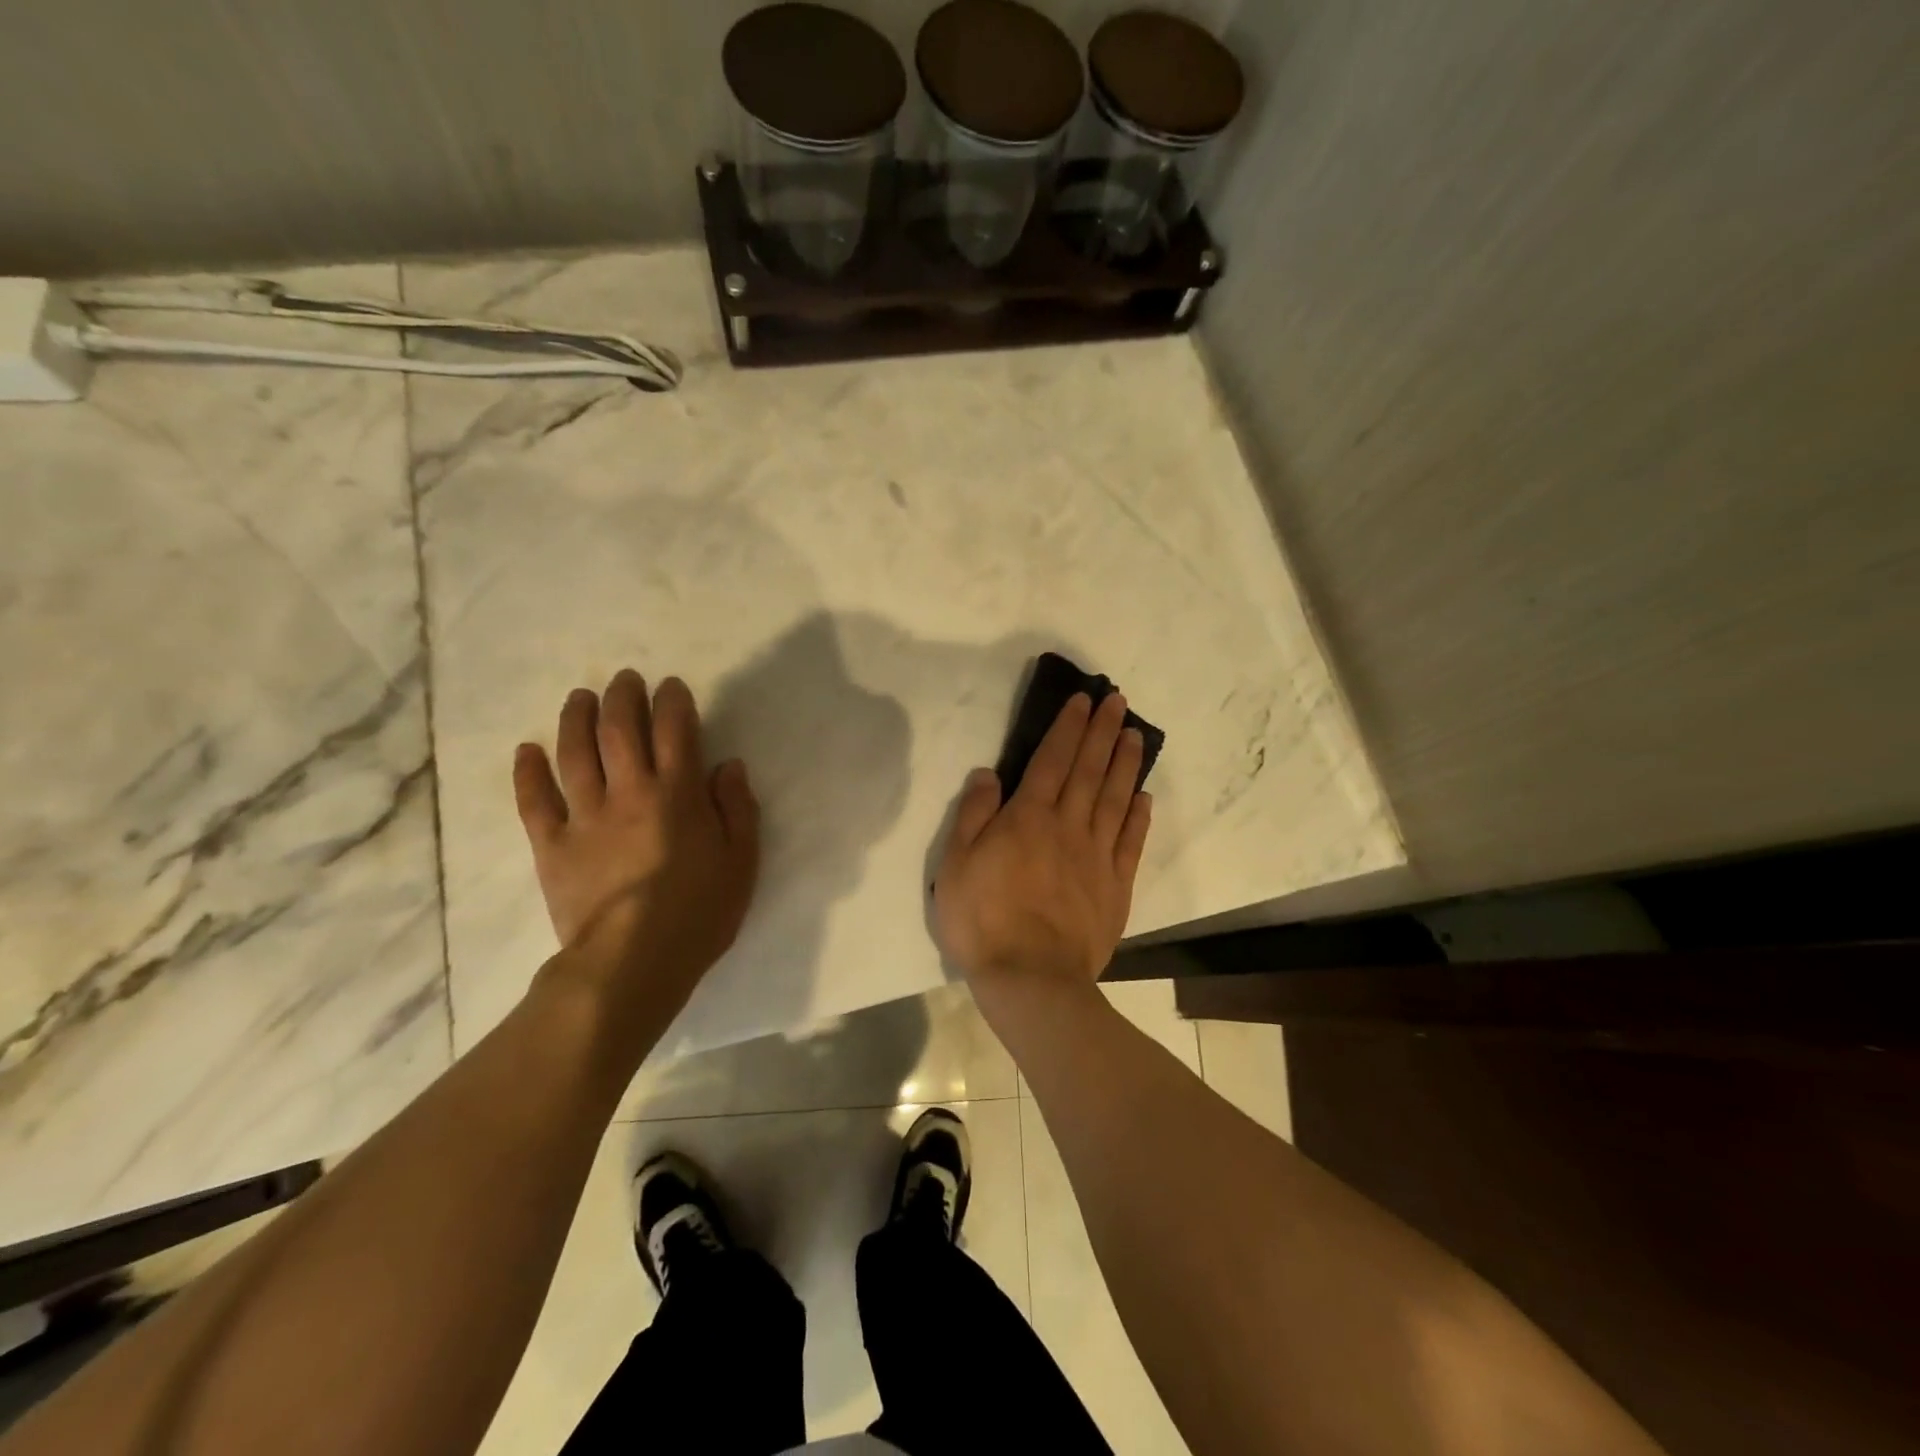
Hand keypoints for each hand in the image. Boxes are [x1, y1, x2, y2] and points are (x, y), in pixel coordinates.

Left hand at [513, 671, 759, 1028]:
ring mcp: (585, 816)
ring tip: (580, 697)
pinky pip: (535, 800)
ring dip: (576, 718)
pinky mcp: (551, 845)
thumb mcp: (741, 861)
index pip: (675, 730)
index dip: (672, 701)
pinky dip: (528, 772)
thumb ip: (737, 808)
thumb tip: (726, 765)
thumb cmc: (699, 912)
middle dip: (623, 696)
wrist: (632, 962)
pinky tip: (527, 750)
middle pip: (620, 730)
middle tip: (625, 679)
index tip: (671, 686)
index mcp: (678, 794)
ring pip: (575, 753)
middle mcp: (629, 792)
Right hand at [933, 692, 1152, 1010]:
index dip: (1068, 727)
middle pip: (1089, 770)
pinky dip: (1138, 816)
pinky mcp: (1116, 886)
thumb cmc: (984, 921)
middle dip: (1103, 732)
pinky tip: (1144, 797)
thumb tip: (988, 774)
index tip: (1083, 701)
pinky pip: (1130, 842)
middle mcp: (1068, 826)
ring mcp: (1097, 856)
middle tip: (1119, 702)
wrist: (1031, 979)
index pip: (1052, 760)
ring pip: (1115, 798)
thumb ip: (973, 815)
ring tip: (1136, 735)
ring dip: (1126, 764)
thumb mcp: (956, 864)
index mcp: (1029, 817)